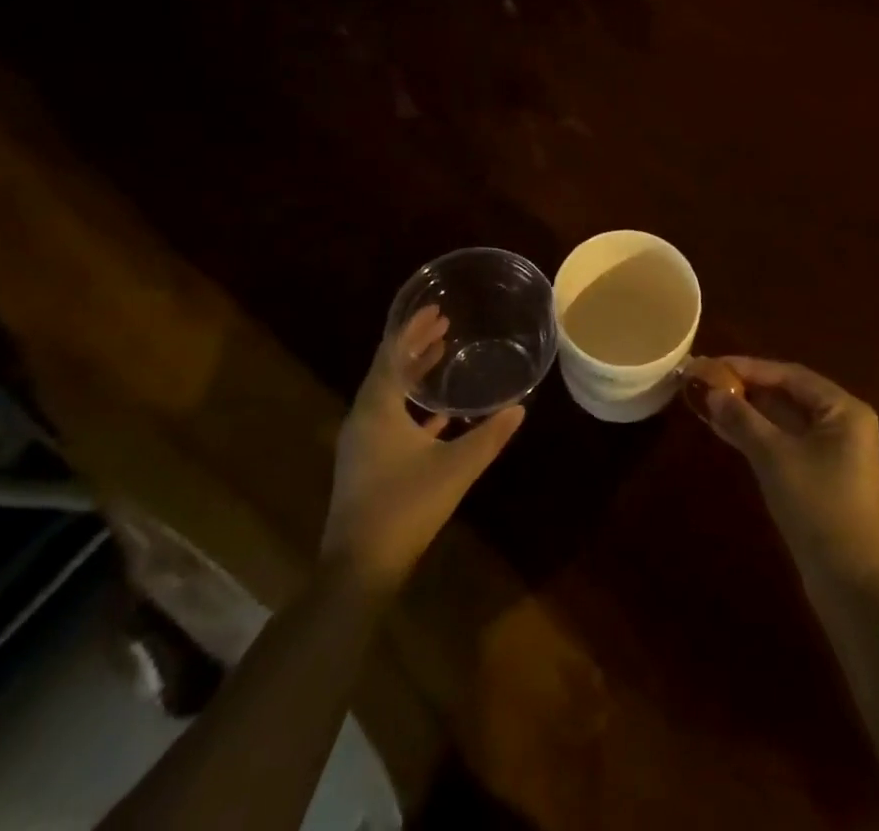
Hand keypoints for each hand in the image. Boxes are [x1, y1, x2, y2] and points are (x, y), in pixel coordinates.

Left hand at [319, 306, 524, 592]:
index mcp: (377, 409)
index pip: (392, 355)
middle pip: (388, 369)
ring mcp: (361, 442)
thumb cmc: (405, 508)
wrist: (359, 569)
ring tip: (440, 355)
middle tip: (444, 325)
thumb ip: (489, 436)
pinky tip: (437, 415)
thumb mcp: (455, 468)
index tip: (436, 310)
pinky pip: (387, 418)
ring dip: (412, 373)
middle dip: (414, 345)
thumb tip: (519, 407)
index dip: (412, 330)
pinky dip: (410, 405)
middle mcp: (363, 418)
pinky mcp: (365, 463)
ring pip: (387, 394)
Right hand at [688, 357, 878, 591]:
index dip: (748, 367)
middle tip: (707, 380)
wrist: (850, 584)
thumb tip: (712, 392)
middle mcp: (846, 423)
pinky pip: (788, 441)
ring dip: (750, 412)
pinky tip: (728, 430)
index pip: (790, 375)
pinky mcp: (825, 475)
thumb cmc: (817, 507)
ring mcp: (837, 451)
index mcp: (844, 410)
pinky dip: (760, 434)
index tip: (712, 364)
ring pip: (786, 419)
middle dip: (747, 388)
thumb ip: (742, 419)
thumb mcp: (774, 457)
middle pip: (789, 394)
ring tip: (709, 401)